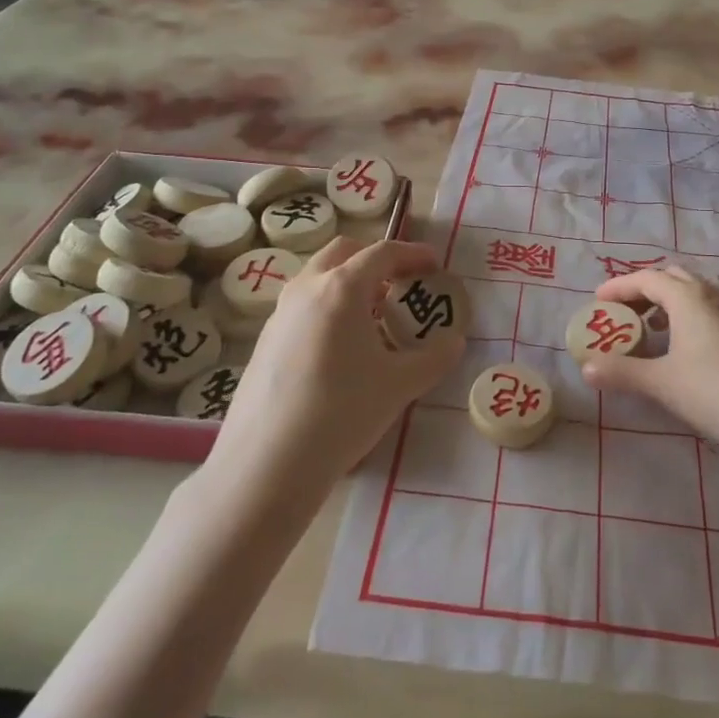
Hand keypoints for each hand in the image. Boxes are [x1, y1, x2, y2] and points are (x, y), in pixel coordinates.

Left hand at [217, 238, 462, 481]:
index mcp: (341, 288)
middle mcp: (306, 289)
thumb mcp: (400, 385)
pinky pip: (303, 306)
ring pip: (318, 278)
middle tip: (400, 284)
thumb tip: (454, 342)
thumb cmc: (341, 412)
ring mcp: (279, 314)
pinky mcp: (264, 341)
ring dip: (349, 283)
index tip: (434, 264)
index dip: (413, 253)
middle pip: (343, 252)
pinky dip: (328, 308)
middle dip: (375, 260)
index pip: (382, 253)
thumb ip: (434, 358)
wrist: (266, 464)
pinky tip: (341, 350)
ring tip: (373, 318)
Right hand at [581, 267, 718, 454]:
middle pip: (672, 277)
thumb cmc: (715, 392)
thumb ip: (622, 372)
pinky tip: (684, 341)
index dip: (619, 286)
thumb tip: (586, 367)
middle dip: (644, 289)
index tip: (598, 300)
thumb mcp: (661, 383)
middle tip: (624, 311)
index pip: (647, 279)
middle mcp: (710, 295)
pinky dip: (689, 311)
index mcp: (687, 297)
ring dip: (669, 298)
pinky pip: (709, 305)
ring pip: (695, 289)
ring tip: (652, 324)